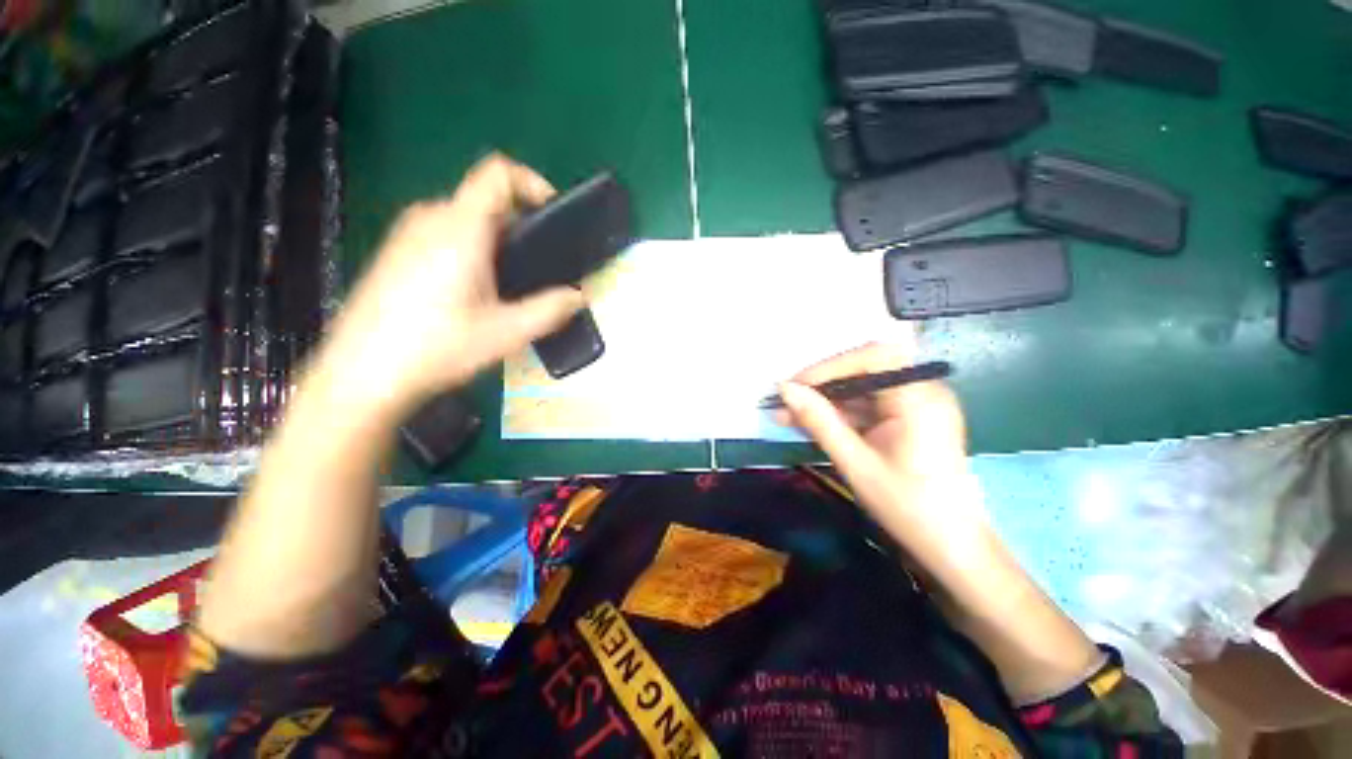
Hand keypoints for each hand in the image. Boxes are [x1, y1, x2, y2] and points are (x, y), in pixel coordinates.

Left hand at [312, 154, 583, 418]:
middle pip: (486, 200)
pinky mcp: (397, 252)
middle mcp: (431, 219)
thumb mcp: (506, 333)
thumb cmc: (436, 348)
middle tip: (538, 268)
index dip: (532, 183)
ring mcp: (408, 234)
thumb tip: (579, 297)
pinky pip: (445, 234)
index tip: (554, 216)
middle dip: (520, 226)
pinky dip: (472, 249)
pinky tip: (474, 293)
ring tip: (510, 285)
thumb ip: (550, 310)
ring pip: (466, 219)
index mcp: (460, 228)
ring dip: (497, 242)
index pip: (498, 174)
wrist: (361, 375)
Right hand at [778, 335, 984, 552]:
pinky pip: (868, 406)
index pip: (871, 358)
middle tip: (786, 400)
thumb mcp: (855, 463)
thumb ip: (819, 421)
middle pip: (865, 369)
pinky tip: (811, 424)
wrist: (953, 548)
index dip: (828, 367)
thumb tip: (785, 390)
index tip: (793, 387)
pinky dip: (839, 413)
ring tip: (787, 414)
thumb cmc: (908, 508)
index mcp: (920, 399)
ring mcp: (917, 404)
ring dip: (825, 400)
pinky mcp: (909, 419)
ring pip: (862, 388)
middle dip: (822, 384)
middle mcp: (923, 391)